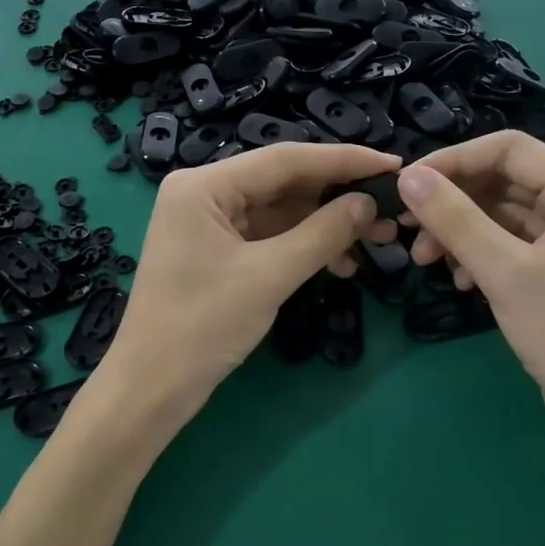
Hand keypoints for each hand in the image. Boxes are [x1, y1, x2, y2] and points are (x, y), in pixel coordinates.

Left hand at [112, 143, 400, 405]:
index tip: (392, 166)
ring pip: (280, 211)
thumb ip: (322, 233)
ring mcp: (209, 223)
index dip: (343, 160)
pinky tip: (340, 262)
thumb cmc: (203, 325)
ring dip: (325, 225)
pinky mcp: (217, 251)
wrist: (152, 387)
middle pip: (283, 182)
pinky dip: (304, 246)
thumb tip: (369, 204)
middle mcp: (204, 193)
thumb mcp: (269, 276)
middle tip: (390, 212)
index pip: (285, 159)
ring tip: (375, 242)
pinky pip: (269, 236)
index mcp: (203, 185)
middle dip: (337, 197)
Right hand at [396, 133, 544, 436]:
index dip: (453, 160)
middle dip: (453, 201)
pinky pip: (510, 240)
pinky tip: (460, 280)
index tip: (407, 185)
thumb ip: (454, 219)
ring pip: (501, 211)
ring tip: (426, 261)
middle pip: (502, 178)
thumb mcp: (503, 272)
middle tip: (409, 229)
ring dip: (460, 230)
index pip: (507, 148)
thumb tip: (408, 178)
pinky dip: (479, 252)